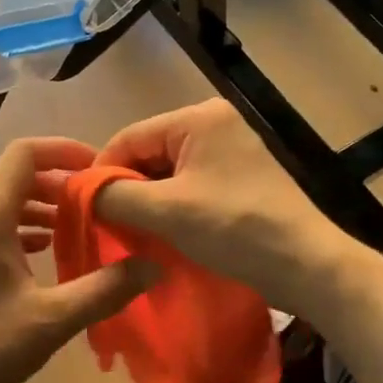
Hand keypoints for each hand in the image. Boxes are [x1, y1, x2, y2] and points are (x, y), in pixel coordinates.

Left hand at [0, 138, 159, 382]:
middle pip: (15, 176)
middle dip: (59, 183)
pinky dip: (22, 227)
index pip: (24, 154)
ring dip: (42, 206)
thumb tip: (153, 265)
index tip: (99, 167)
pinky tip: (46, 251)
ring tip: (81, 225)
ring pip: (4, 201)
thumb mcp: (52, 320)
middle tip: (99, 202)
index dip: (63, 149)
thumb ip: (105, 288)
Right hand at [94, 99, 352, 317]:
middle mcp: (214, 122)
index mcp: (198, 117)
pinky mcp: (240, 175)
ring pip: (167, 170)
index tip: (83, 209)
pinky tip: (163, 231)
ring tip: (133, 231)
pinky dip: (171, 205)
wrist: (308, 266)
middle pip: (148, 152)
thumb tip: (74, 190)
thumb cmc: (235, 229)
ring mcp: (230, 148)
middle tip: (108, 224)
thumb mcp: (166, 211)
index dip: (100, 173)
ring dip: (148, 200)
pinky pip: (189, 183)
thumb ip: (114, 195)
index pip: (129, 137)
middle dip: (126, 188)